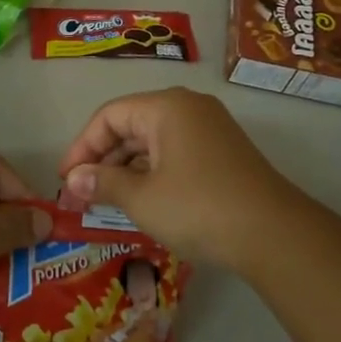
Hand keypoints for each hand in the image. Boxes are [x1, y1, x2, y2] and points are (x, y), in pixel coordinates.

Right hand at [58, 88, 309, 269]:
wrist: (275, 235)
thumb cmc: (198, 207)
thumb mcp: (141, 198)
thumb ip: (102, 183)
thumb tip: (72, 181)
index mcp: (165, 106)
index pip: (108, 116)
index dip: (81, 147)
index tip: (65, 180)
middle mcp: (188, 107)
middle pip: (131, 124)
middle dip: (102, 158)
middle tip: (81, 193)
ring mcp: (210, 129)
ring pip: (153, 140)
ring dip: (126, 168)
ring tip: (106, 200)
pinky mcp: (223, 152)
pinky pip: (175, 152)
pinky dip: (152, 172)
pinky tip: (142, 200)